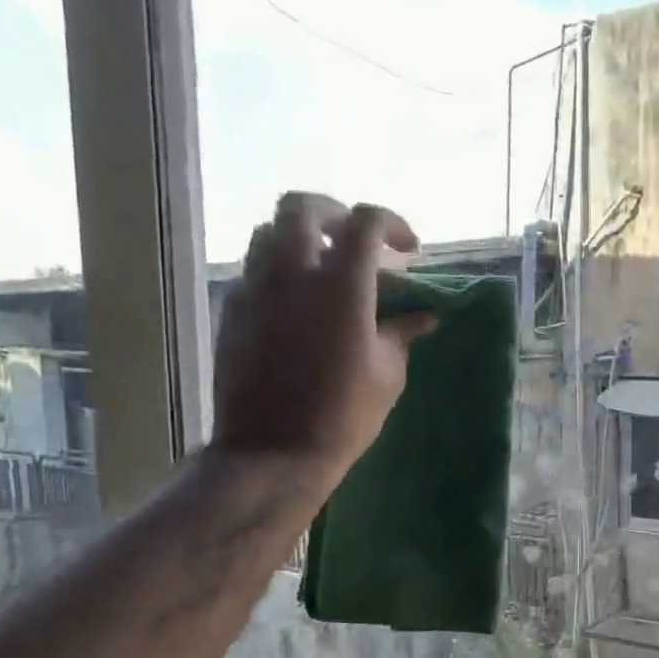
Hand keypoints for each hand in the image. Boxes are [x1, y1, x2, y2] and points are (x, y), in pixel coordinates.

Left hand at [211, 193, 435, 493]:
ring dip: (302, 239)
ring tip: (324, 269)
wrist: (273, 450)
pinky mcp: (233, 310)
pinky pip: (254, 269)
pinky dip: (279, 271)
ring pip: (270, 232)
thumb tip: (425, 315)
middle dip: (335, 214)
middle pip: (303, 207)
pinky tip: (297, 304)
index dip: (392, 223)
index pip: (366, 221)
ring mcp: (255, 288)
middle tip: (356, 242)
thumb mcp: (388, 373)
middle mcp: (293, 273)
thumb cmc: (345, 414)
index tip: (408, 249)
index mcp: (342, 285)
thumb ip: (403, 332)